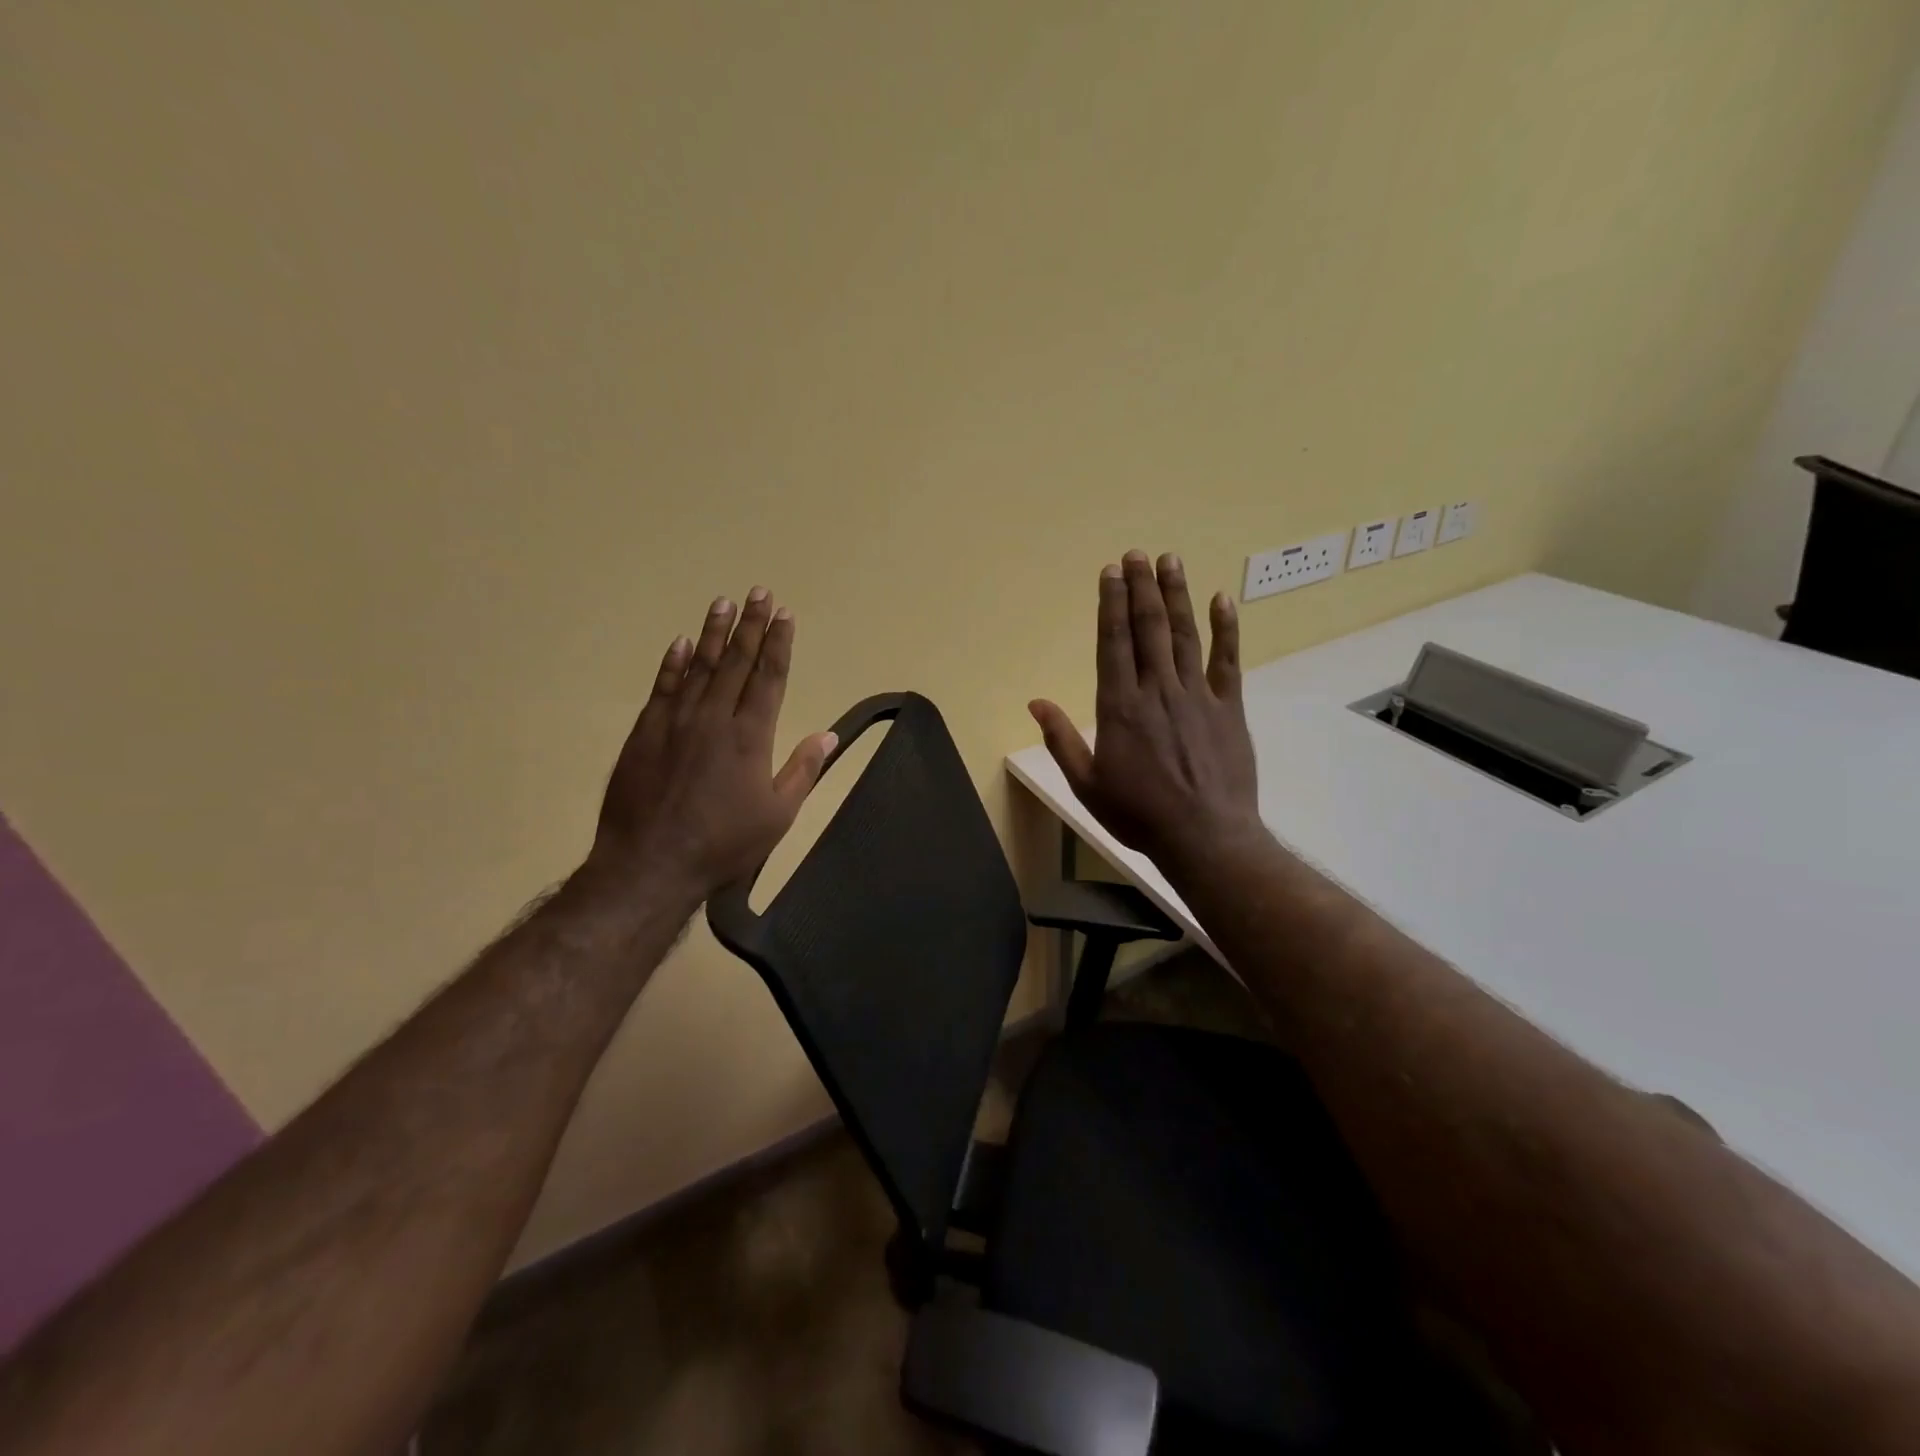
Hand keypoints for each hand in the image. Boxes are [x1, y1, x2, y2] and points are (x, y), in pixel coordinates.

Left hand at [589, 588, 836, 899]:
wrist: (650, 863)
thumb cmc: (724, 844)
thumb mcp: (778, 815)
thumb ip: (803, 770)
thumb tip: (829, 734)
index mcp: (751, 736)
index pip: (770, 677)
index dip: (779, 644)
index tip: (785, 614)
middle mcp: (714, 717)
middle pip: (736, 661)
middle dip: (751, 625)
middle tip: (759, 592)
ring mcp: (676, 721)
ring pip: (698, 665)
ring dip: (713, 633)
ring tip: (724, 603)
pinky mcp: (645, 732)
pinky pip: (662, 687)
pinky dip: (671, 662)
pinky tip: (679, 643)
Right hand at [1030, 551, 1259, 864]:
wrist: (1204, 837)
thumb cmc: (1138, 814)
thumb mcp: (1086, 784)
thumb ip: (1061, 740)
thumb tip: (1036, 702)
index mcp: (1120, 707)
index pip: (1112, 642)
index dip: (1110, 604)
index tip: (1109, 573)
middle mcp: (1157, 690)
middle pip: (1148, 628)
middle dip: (1141, 587)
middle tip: (1136, 554)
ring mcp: (1197, 696)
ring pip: (1184, 634)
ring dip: (1176, 595)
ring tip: (1170, 561)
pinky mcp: (1229, 708)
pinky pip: (1228, 660)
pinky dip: (1226, 628)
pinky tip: (1222, 599)